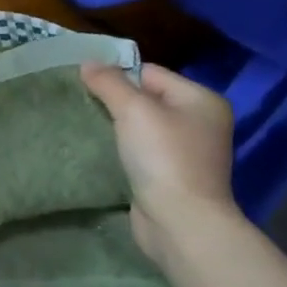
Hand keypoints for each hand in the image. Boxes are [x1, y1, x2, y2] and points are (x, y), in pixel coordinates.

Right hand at [80, 62, 239, 265]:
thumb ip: (109, 82)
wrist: (180, 223)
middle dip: (116, 101)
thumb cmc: (163, 157)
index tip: (87, 86)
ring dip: (119, 126)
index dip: (118, 76)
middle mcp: (201, 122)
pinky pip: (143, 150)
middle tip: (86, 105)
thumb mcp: (132, 110)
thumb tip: (88, 63)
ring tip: (91, 126)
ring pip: (143, 126)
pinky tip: (106, 151)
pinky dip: (125, 149)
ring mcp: (190, 151)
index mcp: (201, 99)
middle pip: (147, 98)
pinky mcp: (174, 176)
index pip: (150, 72)